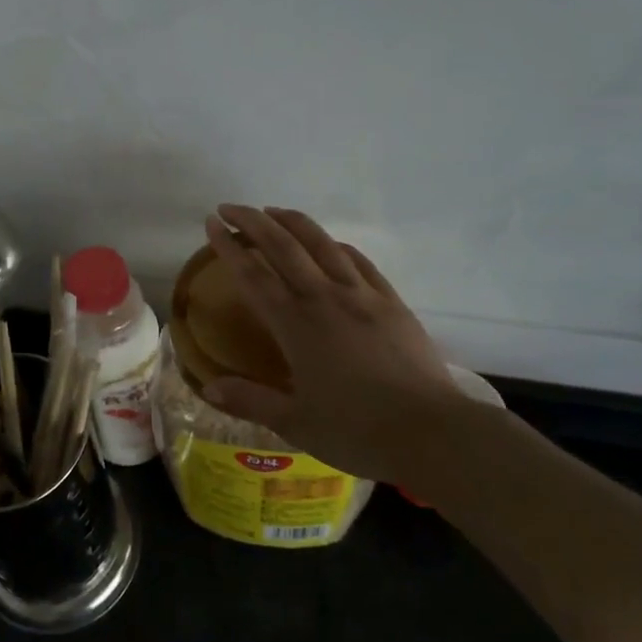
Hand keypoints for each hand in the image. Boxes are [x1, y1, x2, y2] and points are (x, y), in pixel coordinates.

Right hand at [201, 205, 471, 482]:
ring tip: (273, 211)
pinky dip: (336, 245)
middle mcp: (325, 298)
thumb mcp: (296, 423)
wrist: (433, 433)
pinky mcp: (391, 303)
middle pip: (283, 246)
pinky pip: (359, 261)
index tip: (212, 224)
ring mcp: (362, 296)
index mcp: (296, 325)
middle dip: (253, 221)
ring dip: (293, 222)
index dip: (228, 246)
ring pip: (322, 244)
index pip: (253, 274)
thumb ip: (250, 400)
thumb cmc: (358, 431)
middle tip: (230, 208)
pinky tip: (330, 244)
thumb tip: (208, 386)